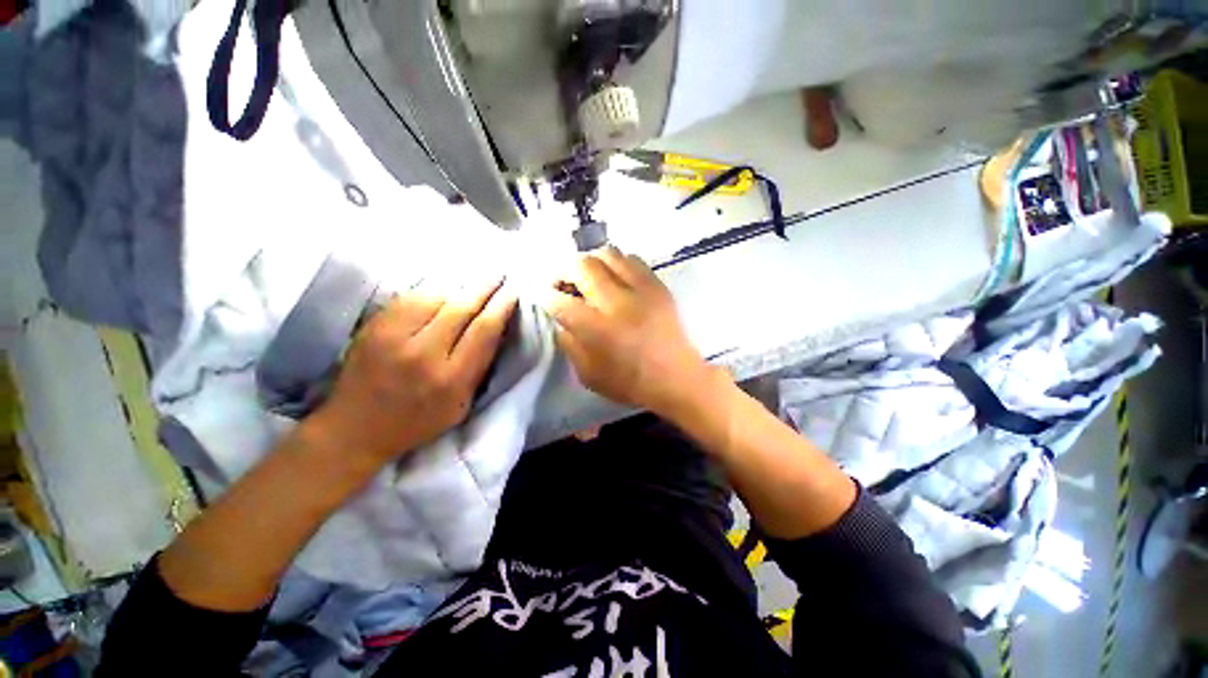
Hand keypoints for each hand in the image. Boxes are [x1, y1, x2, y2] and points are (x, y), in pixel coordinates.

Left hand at [309, 279, 517, 465]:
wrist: (354, 428)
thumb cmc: (417, 421)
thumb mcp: (460, 406)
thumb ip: (479, 367)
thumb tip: (496, 329)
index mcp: (451, 379)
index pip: (484, 331)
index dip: (501, 306)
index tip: (513, 291)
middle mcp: (423, 354)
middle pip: (461, 308)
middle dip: (485, 287)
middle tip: (499, 274)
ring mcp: (394, 337)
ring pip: (436, 297)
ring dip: (460, 285)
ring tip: (476, 277)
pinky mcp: (374, 327)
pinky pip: (410, 297)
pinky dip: (433, 288)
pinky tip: (445, 285)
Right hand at [541, 247, 723, 416]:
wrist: (677, 378)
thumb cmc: (631, 382)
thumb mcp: (589, 375)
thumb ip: (569, 344)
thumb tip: (561, 319)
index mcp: (598, 330)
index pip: (560, 301)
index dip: (546, 295)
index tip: (545, 296)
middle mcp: (617, 303)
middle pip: (582, 266)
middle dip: (564, 270)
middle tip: (564, 283)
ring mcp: (641, 290)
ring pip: (607, 254)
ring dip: (591, 262)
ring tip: (589, 278)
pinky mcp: (657, 285)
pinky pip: (632, 259)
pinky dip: (616, 264)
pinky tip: (615, 279)